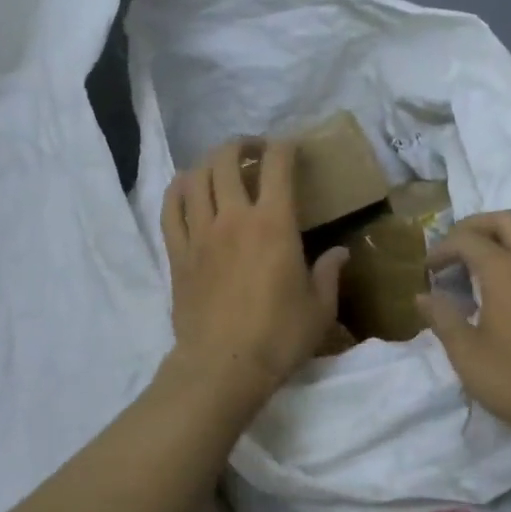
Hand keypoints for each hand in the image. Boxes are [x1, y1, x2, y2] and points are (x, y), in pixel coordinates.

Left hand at [161, 140, 348, 413]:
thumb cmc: (279, 336)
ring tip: (221, 166)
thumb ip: (329, 273)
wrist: (223, 366)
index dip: (285, 146)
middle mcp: (233, 216)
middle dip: (243, 144)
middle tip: (255, 150)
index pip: (277, 165)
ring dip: (210, 161)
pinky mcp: (177, 252)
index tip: (293, 148)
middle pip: (227, 159)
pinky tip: (186, 186)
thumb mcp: (319, 308)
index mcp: (273, 223)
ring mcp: (200, 232)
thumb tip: (340, 253)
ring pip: (196, 176)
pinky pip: (170, 208)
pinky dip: (178, 189)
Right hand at [418, 211, 510, 441]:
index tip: (428, 269)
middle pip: (506, 221)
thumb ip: (443, 319)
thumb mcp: (468, 355)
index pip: (467, 240)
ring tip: (493, 257)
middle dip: (476, 227)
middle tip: (457, 248)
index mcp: (505, 270)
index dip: (443, 248)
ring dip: (510, 235)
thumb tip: (423, 297)